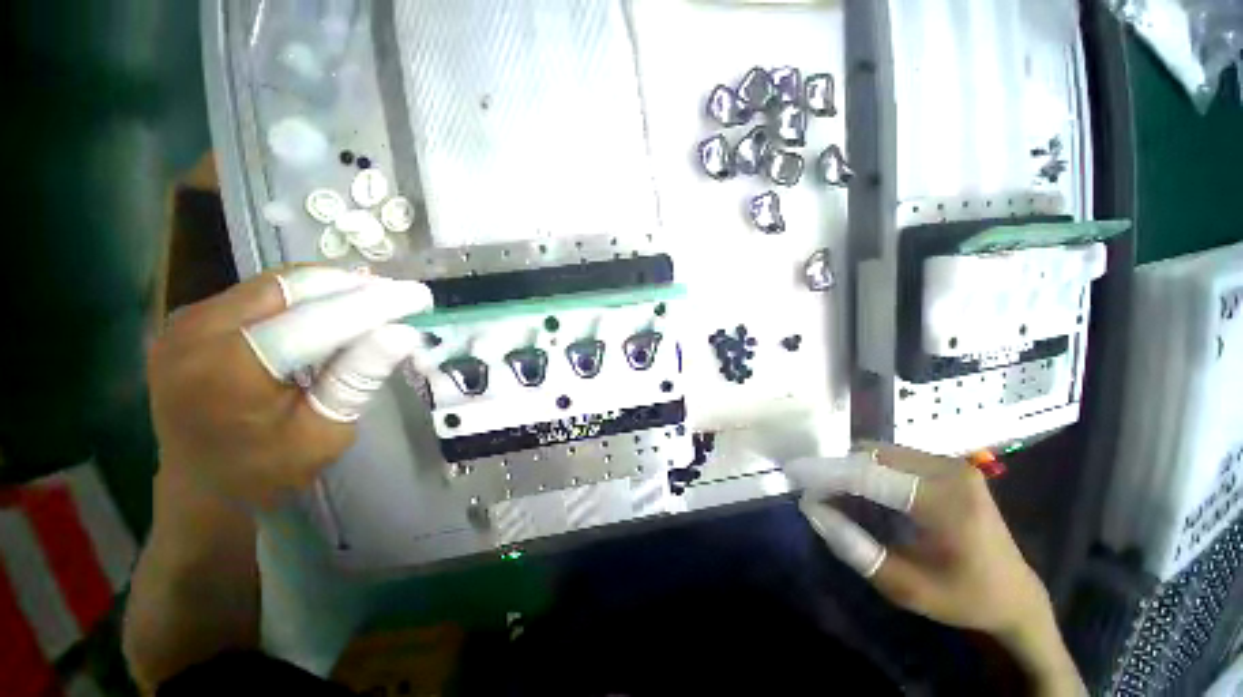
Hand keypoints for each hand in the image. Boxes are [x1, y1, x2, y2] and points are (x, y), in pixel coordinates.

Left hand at [147, 267, 432, 507]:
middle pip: (291, 288)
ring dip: (330, 287)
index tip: (419, 297)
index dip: (373, 305)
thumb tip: (402, 334)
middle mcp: (196, 333)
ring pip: (275, 284)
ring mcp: (186, 321)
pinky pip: (257, 293)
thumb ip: (358, 378)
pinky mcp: (189, 319)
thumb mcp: (323, 433)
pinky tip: (331, 307)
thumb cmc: (266, 470)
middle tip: (399, 295)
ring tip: (373, 299)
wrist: (196, 486)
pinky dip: (303, 295)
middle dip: (353, 287)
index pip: (315, 322)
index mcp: (227, 372)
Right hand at [786, 444, 1083, 695]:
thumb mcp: (906, 586)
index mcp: (947, 502)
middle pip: (871, 456)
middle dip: (836, 470)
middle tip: (814, 492)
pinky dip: (867, 469)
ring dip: (850, 469)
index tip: (793, 474)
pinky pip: (892, 457)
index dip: (826, 473)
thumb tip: (813, 510)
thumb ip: (856, 548)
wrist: (1015, 593)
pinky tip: (861, 491)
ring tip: (834, 494)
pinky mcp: (948, 464)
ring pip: (878, 452)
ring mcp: (951, 463)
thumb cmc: (963, 596)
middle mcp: (950, 470)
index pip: (870, 475)